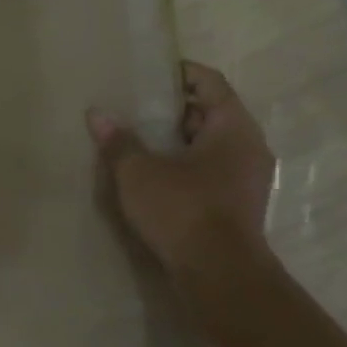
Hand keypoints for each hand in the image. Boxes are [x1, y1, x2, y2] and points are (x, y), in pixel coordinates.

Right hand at [86, 62, 275, 285]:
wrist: (219, 274)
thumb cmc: (182, 210)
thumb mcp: (139, 173)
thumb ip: (119, 142)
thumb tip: (98, 114)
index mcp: (233, 127)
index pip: (211, 83)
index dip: (181, 73)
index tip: (151, 72)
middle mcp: (248, 146)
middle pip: (212, 112)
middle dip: (174, 108)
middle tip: (136, 106)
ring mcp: (247, 178)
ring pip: (211, 144)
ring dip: (178, 139)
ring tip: (139, 139)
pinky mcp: (237, 204)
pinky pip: (211, 169)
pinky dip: (185, 164)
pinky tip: (154, 174)